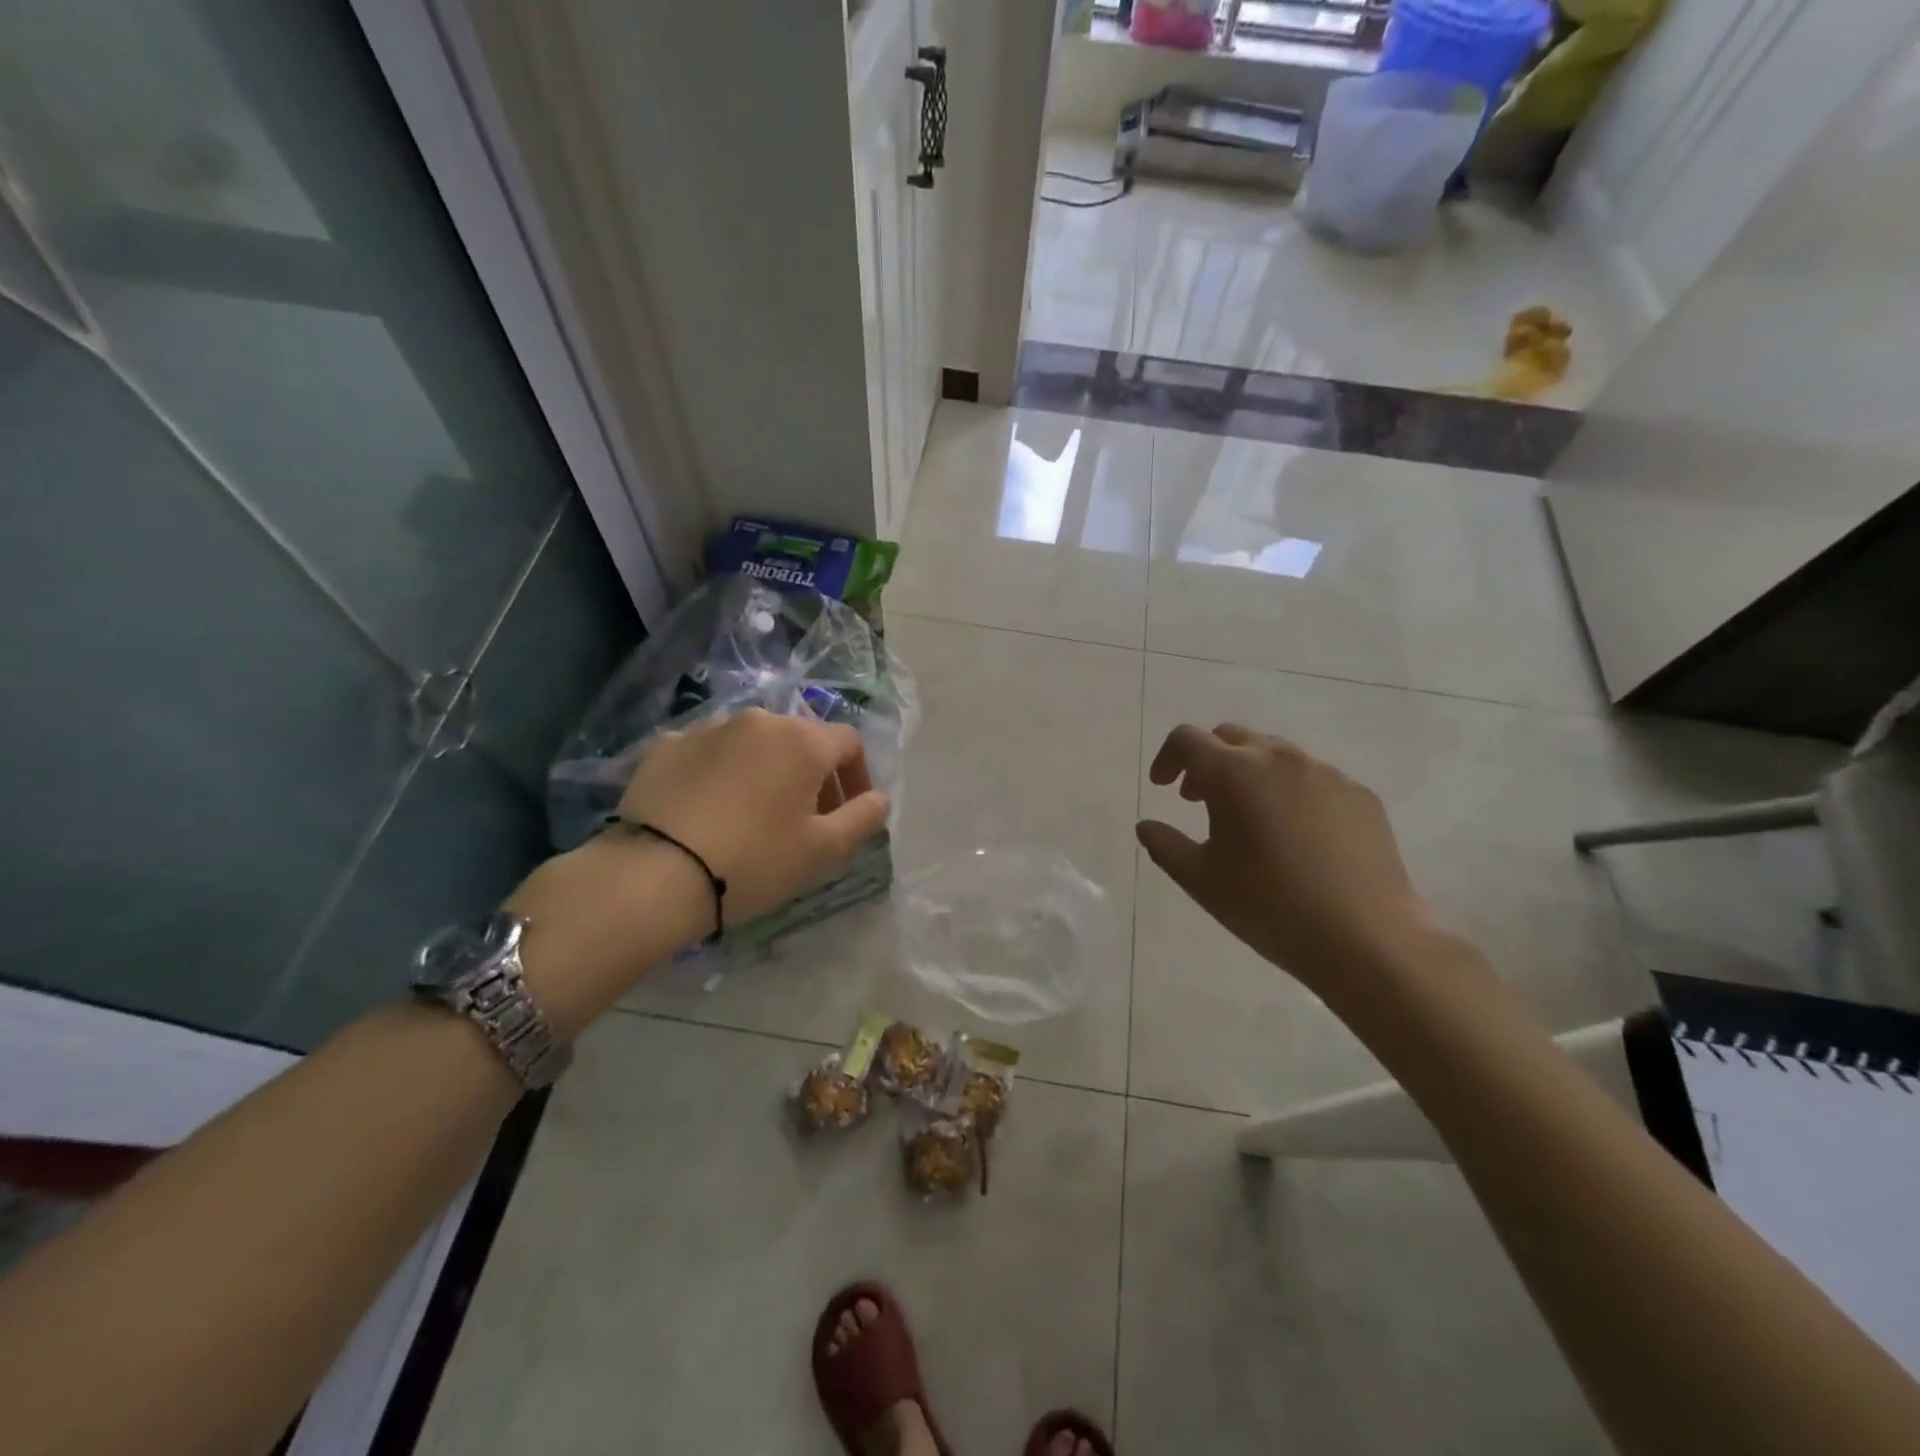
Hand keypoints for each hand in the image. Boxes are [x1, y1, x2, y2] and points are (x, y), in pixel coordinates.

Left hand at [505, 709, 888, 1036]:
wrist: (654, 873)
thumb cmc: (754, 861)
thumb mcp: (823, 850)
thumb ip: (863, 818)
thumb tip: (879, 799)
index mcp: (802, 740)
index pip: (848, 742)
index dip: (857, 775)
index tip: (850, 812)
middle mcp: (758, 720)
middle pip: (800, 739)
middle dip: (813, 774)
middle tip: (807, 818)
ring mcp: (707, 728)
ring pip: (753, 743)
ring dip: (767, 771)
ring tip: (755, 814)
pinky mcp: (666, 746)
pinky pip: (709, 754)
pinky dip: (721, 774)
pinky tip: (710, 810)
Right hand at [1136, 723, 1434, 1002]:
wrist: (1366, 938)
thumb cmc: (1269, 907)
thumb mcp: (1201, 880)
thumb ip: (1164, 845)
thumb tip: (1146, 826)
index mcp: (1234, 773)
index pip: (1187, 739)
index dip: (1167, 757)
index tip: (1162, 788)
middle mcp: (1279, 759)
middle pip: (1231, 737)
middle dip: (1207, 761)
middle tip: (1199, 800)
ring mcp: (1326, 773)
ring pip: (1275, 754)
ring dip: (1250, 773)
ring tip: (1249, 817)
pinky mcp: (1360, 795)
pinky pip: (1314, 778)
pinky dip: (1291, 792)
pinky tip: (1296, 835)